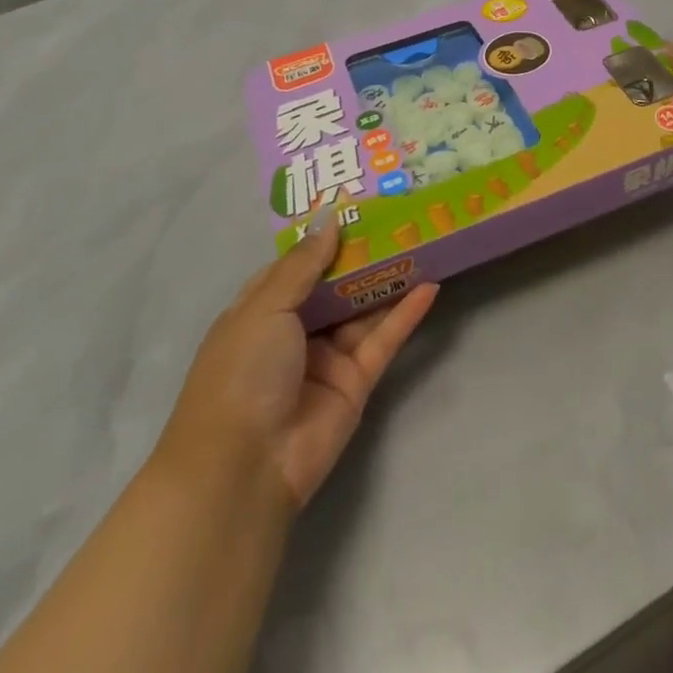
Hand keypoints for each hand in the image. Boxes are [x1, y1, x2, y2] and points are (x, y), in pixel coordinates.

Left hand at [157, 205, 439, 509]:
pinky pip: (384, 340)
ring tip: (423, 242)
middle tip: (400, 217)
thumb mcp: (266, 306)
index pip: (297, 265)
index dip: (324, 238)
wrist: (244, 466)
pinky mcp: (356, 383)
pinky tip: (430, 287)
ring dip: (389, 279)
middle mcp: (295, 330)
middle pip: (336, 284)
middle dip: (364, 254)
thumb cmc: (242, 371)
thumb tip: (330, 220)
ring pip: (364, 309)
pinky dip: (406, 314)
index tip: (356, 206)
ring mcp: (327, 357)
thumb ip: (304, 264)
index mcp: (262, 309)